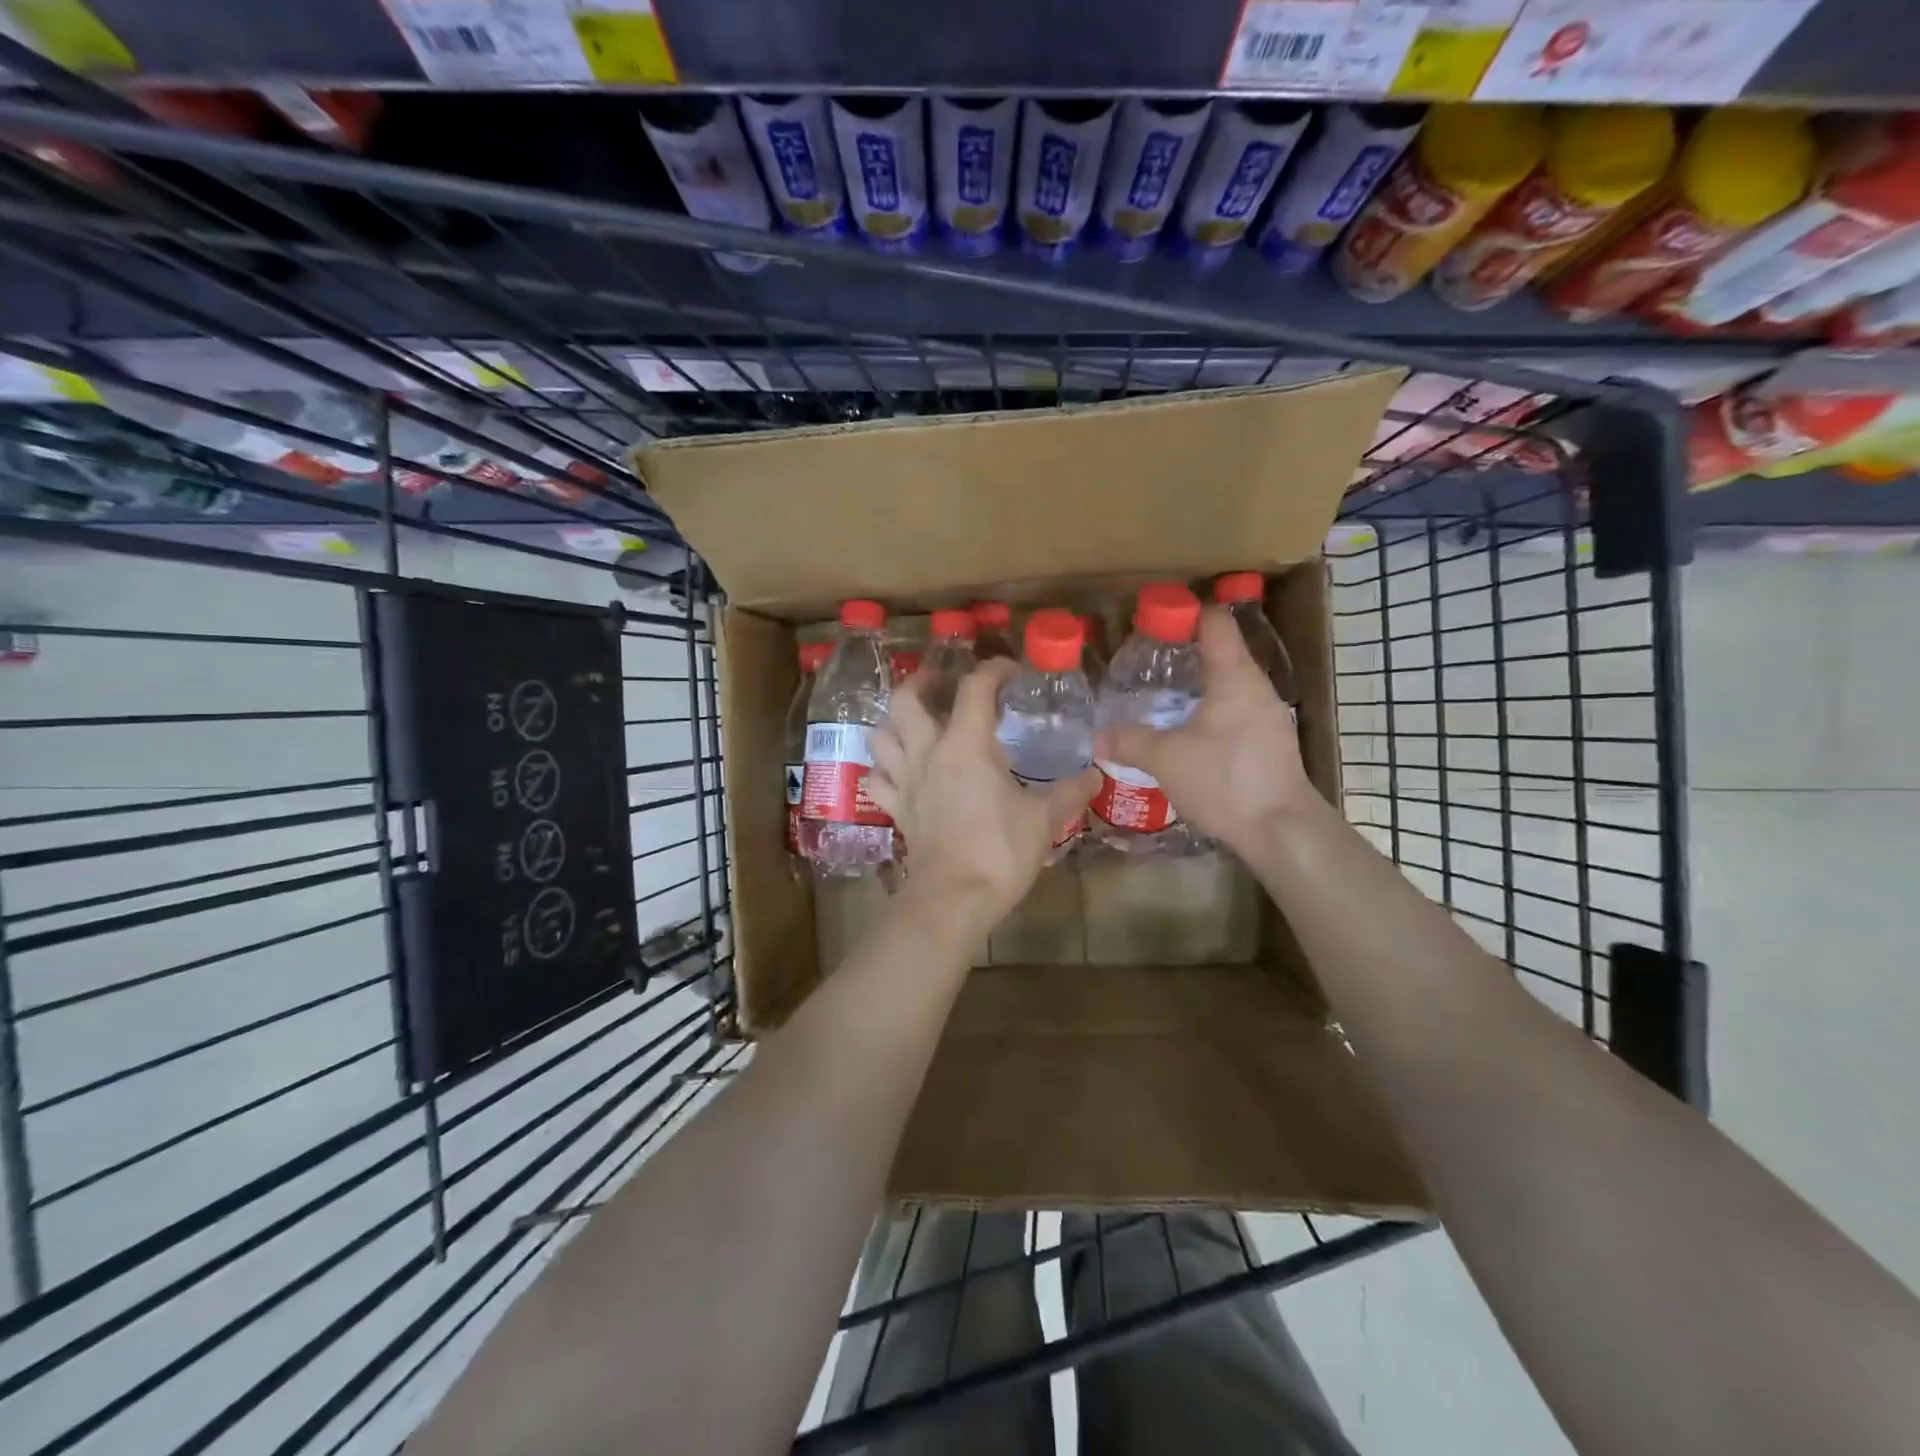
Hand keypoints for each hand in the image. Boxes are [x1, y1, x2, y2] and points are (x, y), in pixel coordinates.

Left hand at [868, 659, 1099, 919]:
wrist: (954, 898)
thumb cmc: (1001, 850)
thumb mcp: (1044, 818)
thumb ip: (1069, 792)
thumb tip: (1095, 775)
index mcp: (967, 744)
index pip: (975, 687)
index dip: (993, 670)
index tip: (1011, 672)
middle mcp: (928, 752)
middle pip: (906, 700)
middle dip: (922, 682)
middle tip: (941, 684)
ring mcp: (905, 780)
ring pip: (881, 735)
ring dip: (895, 723)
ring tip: (915, 724)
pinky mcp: (896, 809)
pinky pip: (877, 779)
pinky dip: (883, 769)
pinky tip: (898, 772)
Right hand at [1097, 606, 1314, 854]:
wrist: (1282, 830)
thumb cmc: (1225, 780)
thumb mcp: (1167, 759)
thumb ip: (1130, 742)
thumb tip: (1096, 737)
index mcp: (1234, 676)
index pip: (1216, 623)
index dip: (1187, 613)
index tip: (1156, 619)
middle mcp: (1257, 687)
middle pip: (1223, 652)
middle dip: (1186, 652)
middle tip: (1148, 663)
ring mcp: (1270, 716)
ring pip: (1231, 685)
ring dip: (1200, 686)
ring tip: (1163, 698)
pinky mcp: (1272, 743)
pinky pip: (1238, 711)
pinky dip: (1212, 711)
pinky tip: (1189, 733)